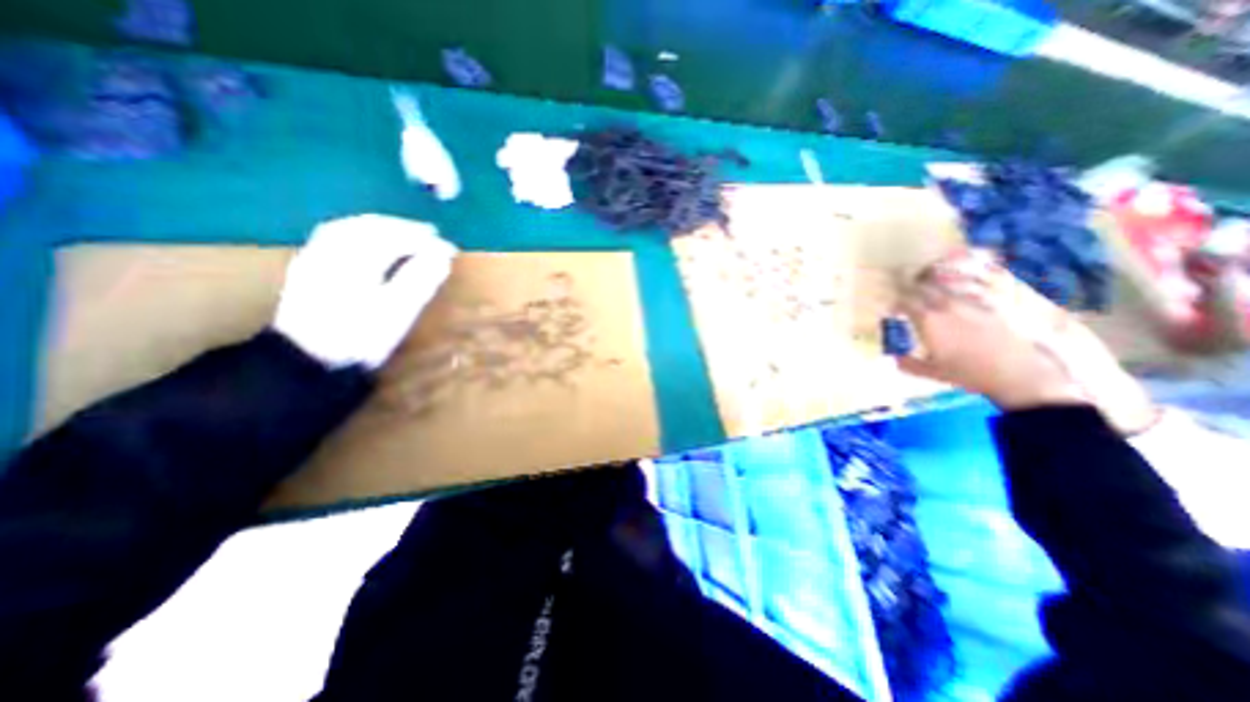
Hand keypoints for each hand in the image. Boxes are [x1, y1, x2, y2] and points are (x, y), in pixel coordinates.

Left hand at [271, 213, 457, 369]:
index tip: (450, 249)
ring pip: (349, 228)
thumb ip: (420, 279)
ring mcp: (316, 259)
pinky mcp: (308, 270)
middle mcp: (334, 252)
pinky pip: (333, 236)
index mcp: (358, 261)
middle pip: (370, 227)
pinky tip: (367, 240)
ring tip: (404, 232)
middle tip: (431, 234)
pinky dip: (357, 231)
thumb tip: (444, 256)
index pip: (396, 239)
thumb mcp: (398, 311)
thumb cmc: (361, 338)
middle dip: (403, 227)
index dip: (426, 241)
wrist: (309, 363)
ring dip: (380, 225)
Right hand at [898, 247, 1162, 433]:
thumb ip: (908, 364)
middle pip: (924, 289)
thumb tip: (894, 359)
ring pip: (945, 289)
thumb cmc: (967, 373)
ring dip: (932, 288)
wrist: (1017, 373)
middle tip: (903, 292)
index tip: (890, 308)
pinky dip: (952, 295)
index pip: (905, 301)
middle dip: (911, 288)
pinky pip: (964, 295)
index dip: (895, 302)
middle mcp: (947, 308)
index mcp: (929, 321)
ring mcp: (970, 306)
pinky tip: (952, 302)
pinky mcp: (988, 308)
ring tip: (925, 292)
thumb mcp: (931, 372)